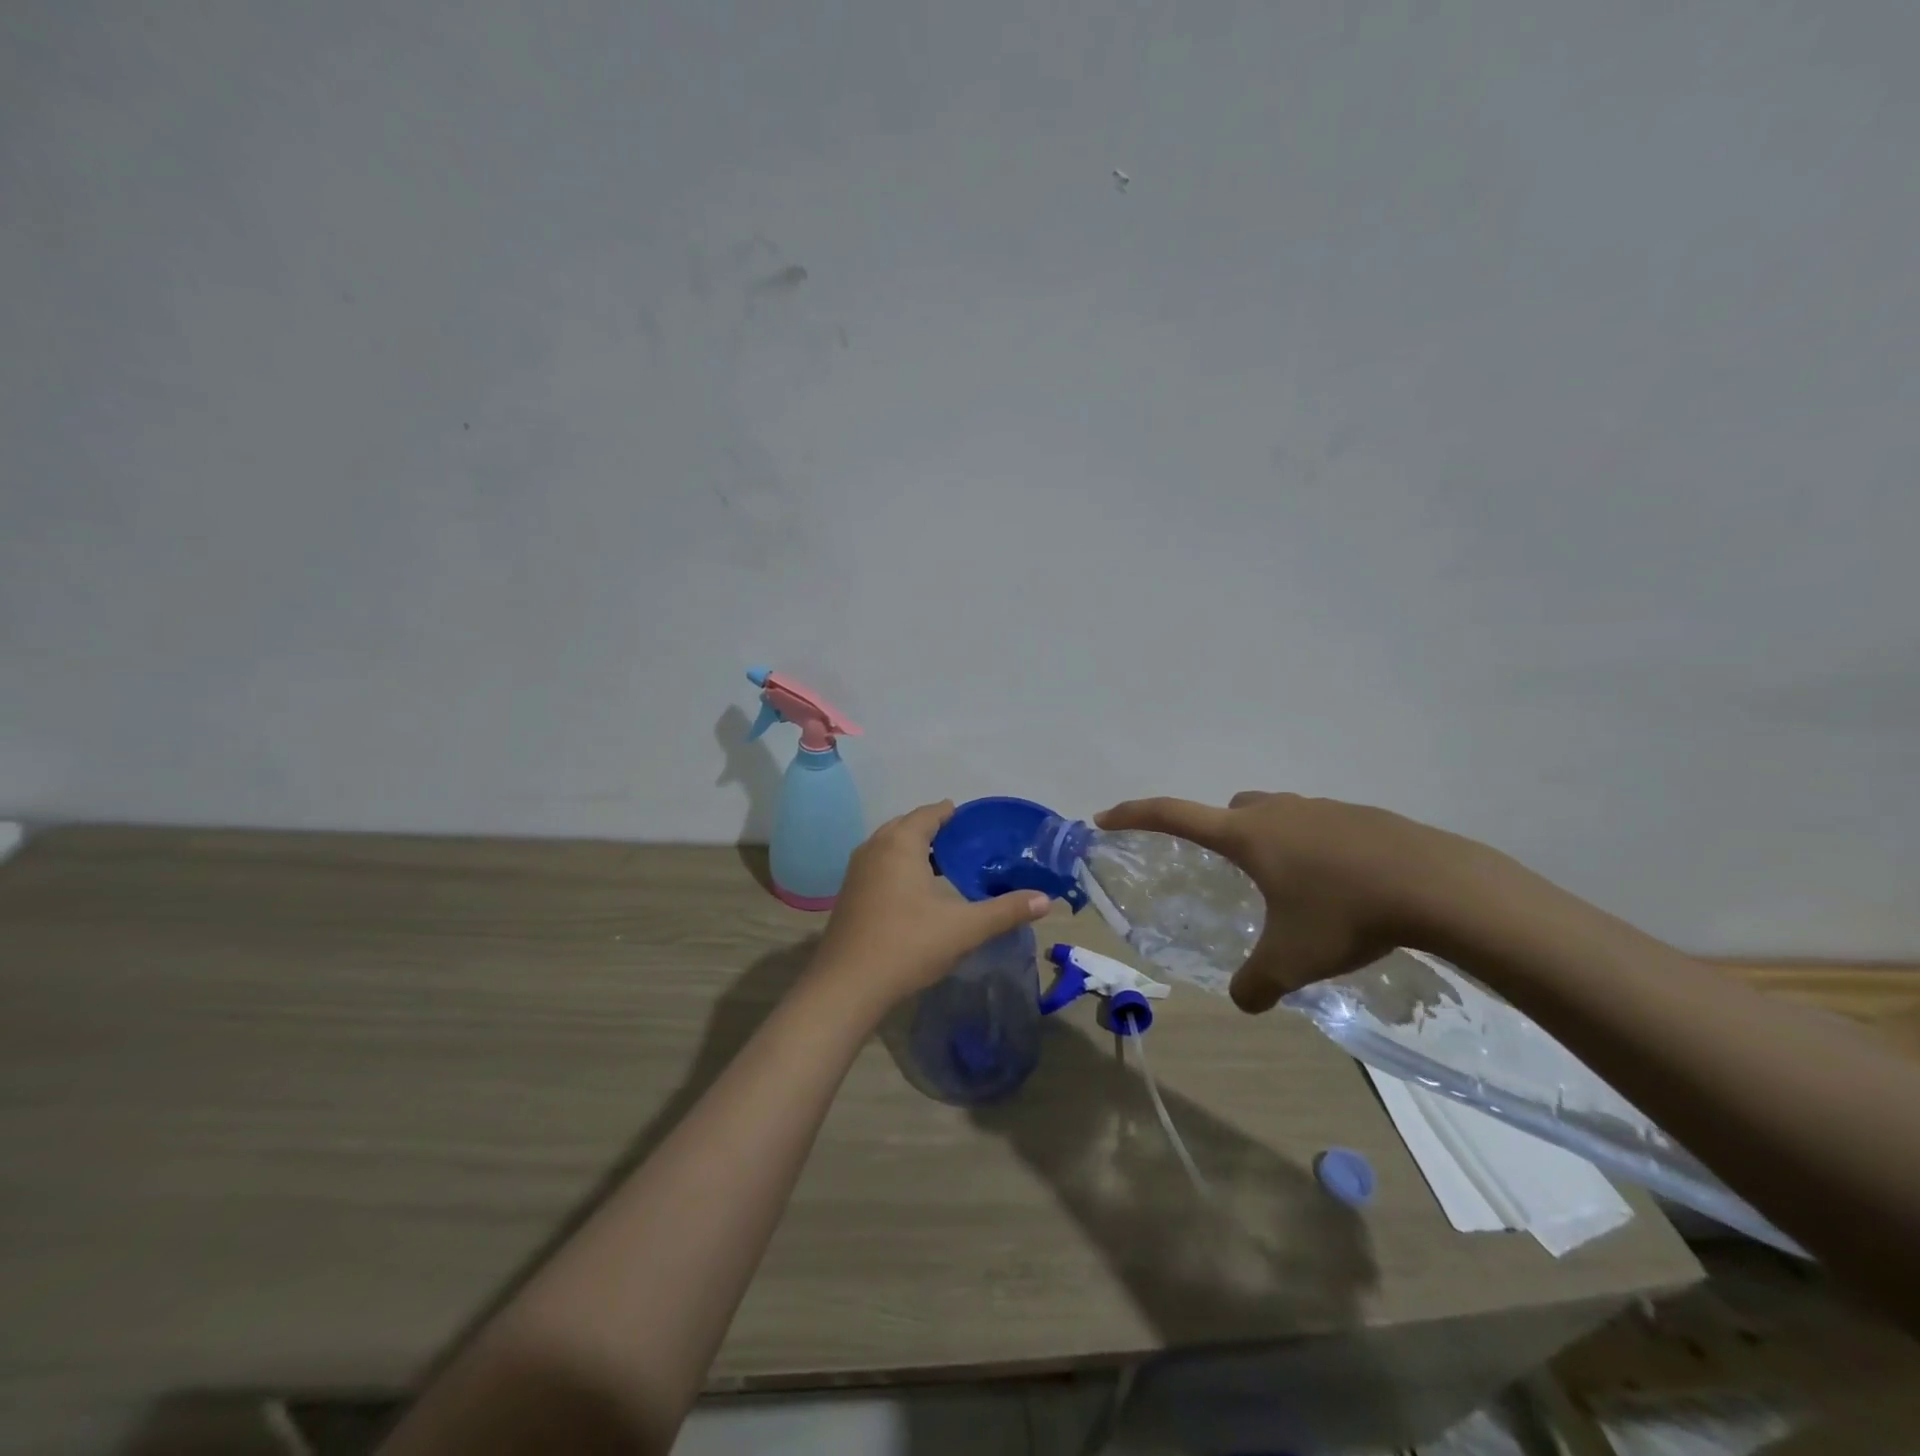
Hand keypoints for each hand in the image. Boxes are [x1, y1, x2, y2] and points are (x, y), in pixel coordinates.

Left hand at [813, 801, 1052, 1010]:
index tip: (973, 821)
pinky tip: (915, 892)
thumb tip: (1045, 900)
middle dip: (932, 829)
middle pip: (906, 826)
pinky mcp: (849, 895)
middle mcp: (874, 848)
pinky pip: (878, 866)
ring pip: (889, 846)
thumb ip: (1005, 911)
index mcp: (901, 844)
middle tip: (963, 843)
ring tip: (942, 865)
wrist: (847, 986)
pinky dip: (898, 867)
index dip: (951, 813)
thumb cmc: (908, 945)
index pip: (929, 814)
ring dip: (913, 849)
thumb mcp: (964, 928)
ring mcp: (856, 872)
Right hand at [1096, 791, 1490, 1011]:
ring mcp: (1322, 809)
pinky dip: (1316, 849)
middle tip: (1233, 875)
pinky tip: (1343, 887)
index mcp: (1247, 835)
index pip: (1173, 815)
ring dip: (1273, 843)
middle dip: (1220, 834)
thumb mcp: (1292, 959)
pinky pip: (1321, 826)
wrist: (1438, 885)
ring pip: (1278, 816)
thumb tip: (1243, 1002)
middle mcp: (1278, 812)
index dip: (1134, 815)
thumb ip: (1256, 983)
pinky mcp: (1362, 817)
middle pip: (1231, 811)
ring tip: (1295, 890)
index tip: (1105, 817)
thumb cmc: (1345, 914)